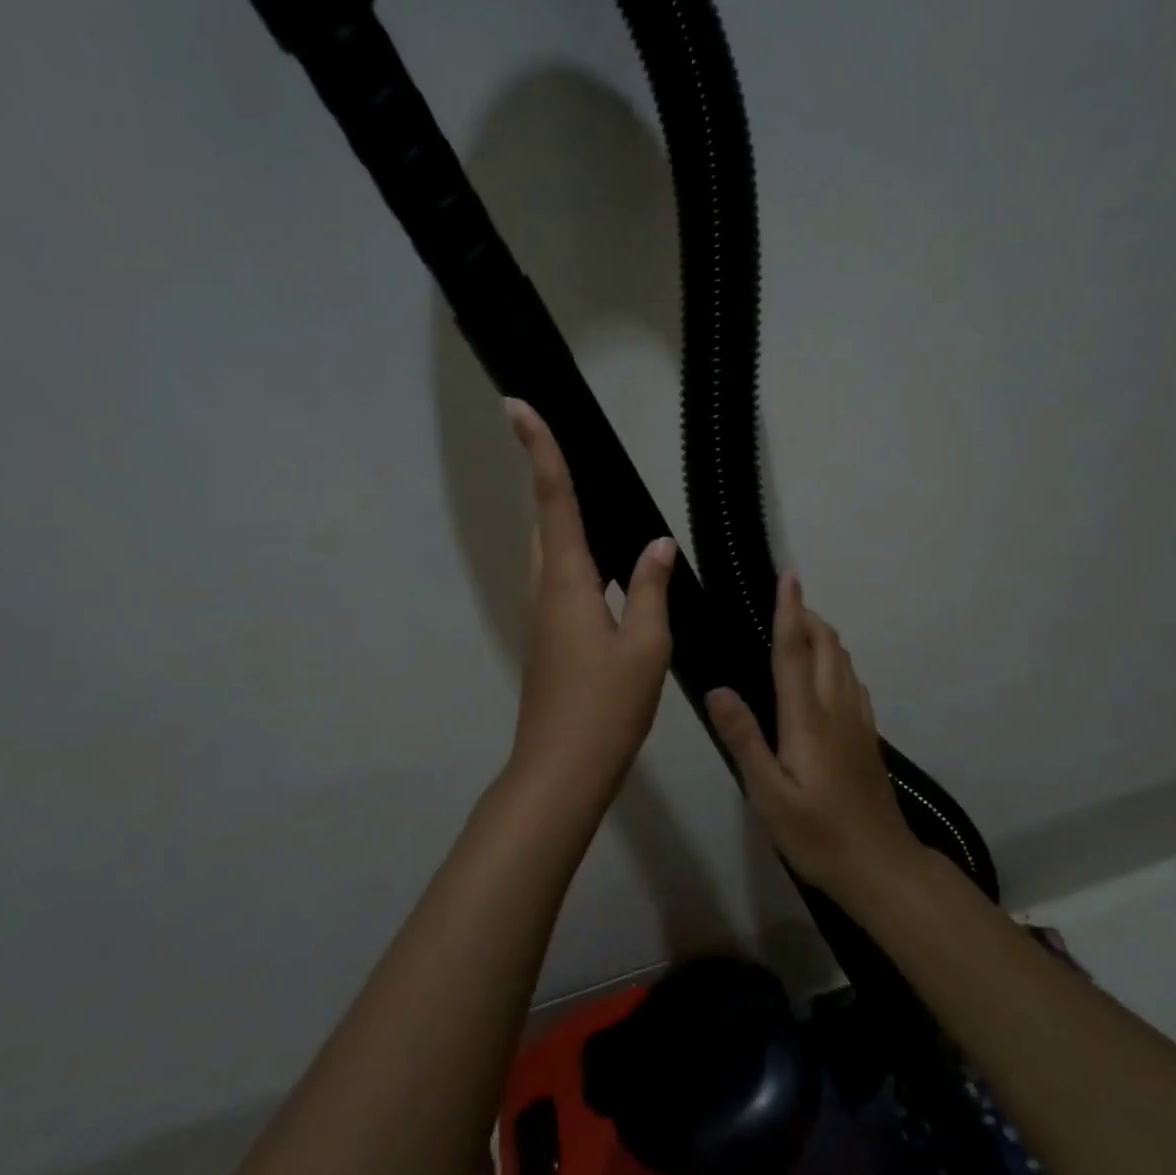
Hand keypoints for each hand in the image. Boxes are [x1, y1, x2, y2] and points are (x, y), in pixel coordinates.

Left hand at [504, 399, 674, 800]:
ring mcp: (543, 616)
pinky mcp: (549, 638)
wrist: (562, 769)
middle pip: (546, 521)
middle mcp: (546, 589)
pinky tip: (611, 571)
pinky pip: (562, 581)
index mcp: (567, 581)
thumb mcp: (644, 645)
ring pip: (552, 553)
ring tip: (602, 504)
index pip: (553, 500)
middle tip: (572, 451)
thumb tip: (657, 544)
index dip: (538, 450)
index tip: (517, 405)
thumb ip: (650, 588)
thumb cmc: (606, 706)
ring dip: (566, 522)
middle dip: (553, 482)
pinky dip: (580, 559)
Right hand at [707, 573, 921, 899]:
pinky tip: (827, 673)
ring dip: (823, 635)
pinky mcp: (867, 737)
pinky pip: (852, 681)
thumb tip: (718, 689)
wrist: (881, 867)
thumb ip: (744, 739)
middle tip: (784, 598)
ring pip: (843, 661)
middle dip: (808, 615)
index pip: (794, 651)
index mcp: (808, 718)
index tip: (789, 574)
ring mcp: (858, 722)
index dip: (790, 610)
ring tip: (800, 625)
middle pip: (825, 646)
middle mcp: (836, 709)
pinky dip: (836, 661)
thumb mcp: (768, 794)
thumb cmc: (817, 834)